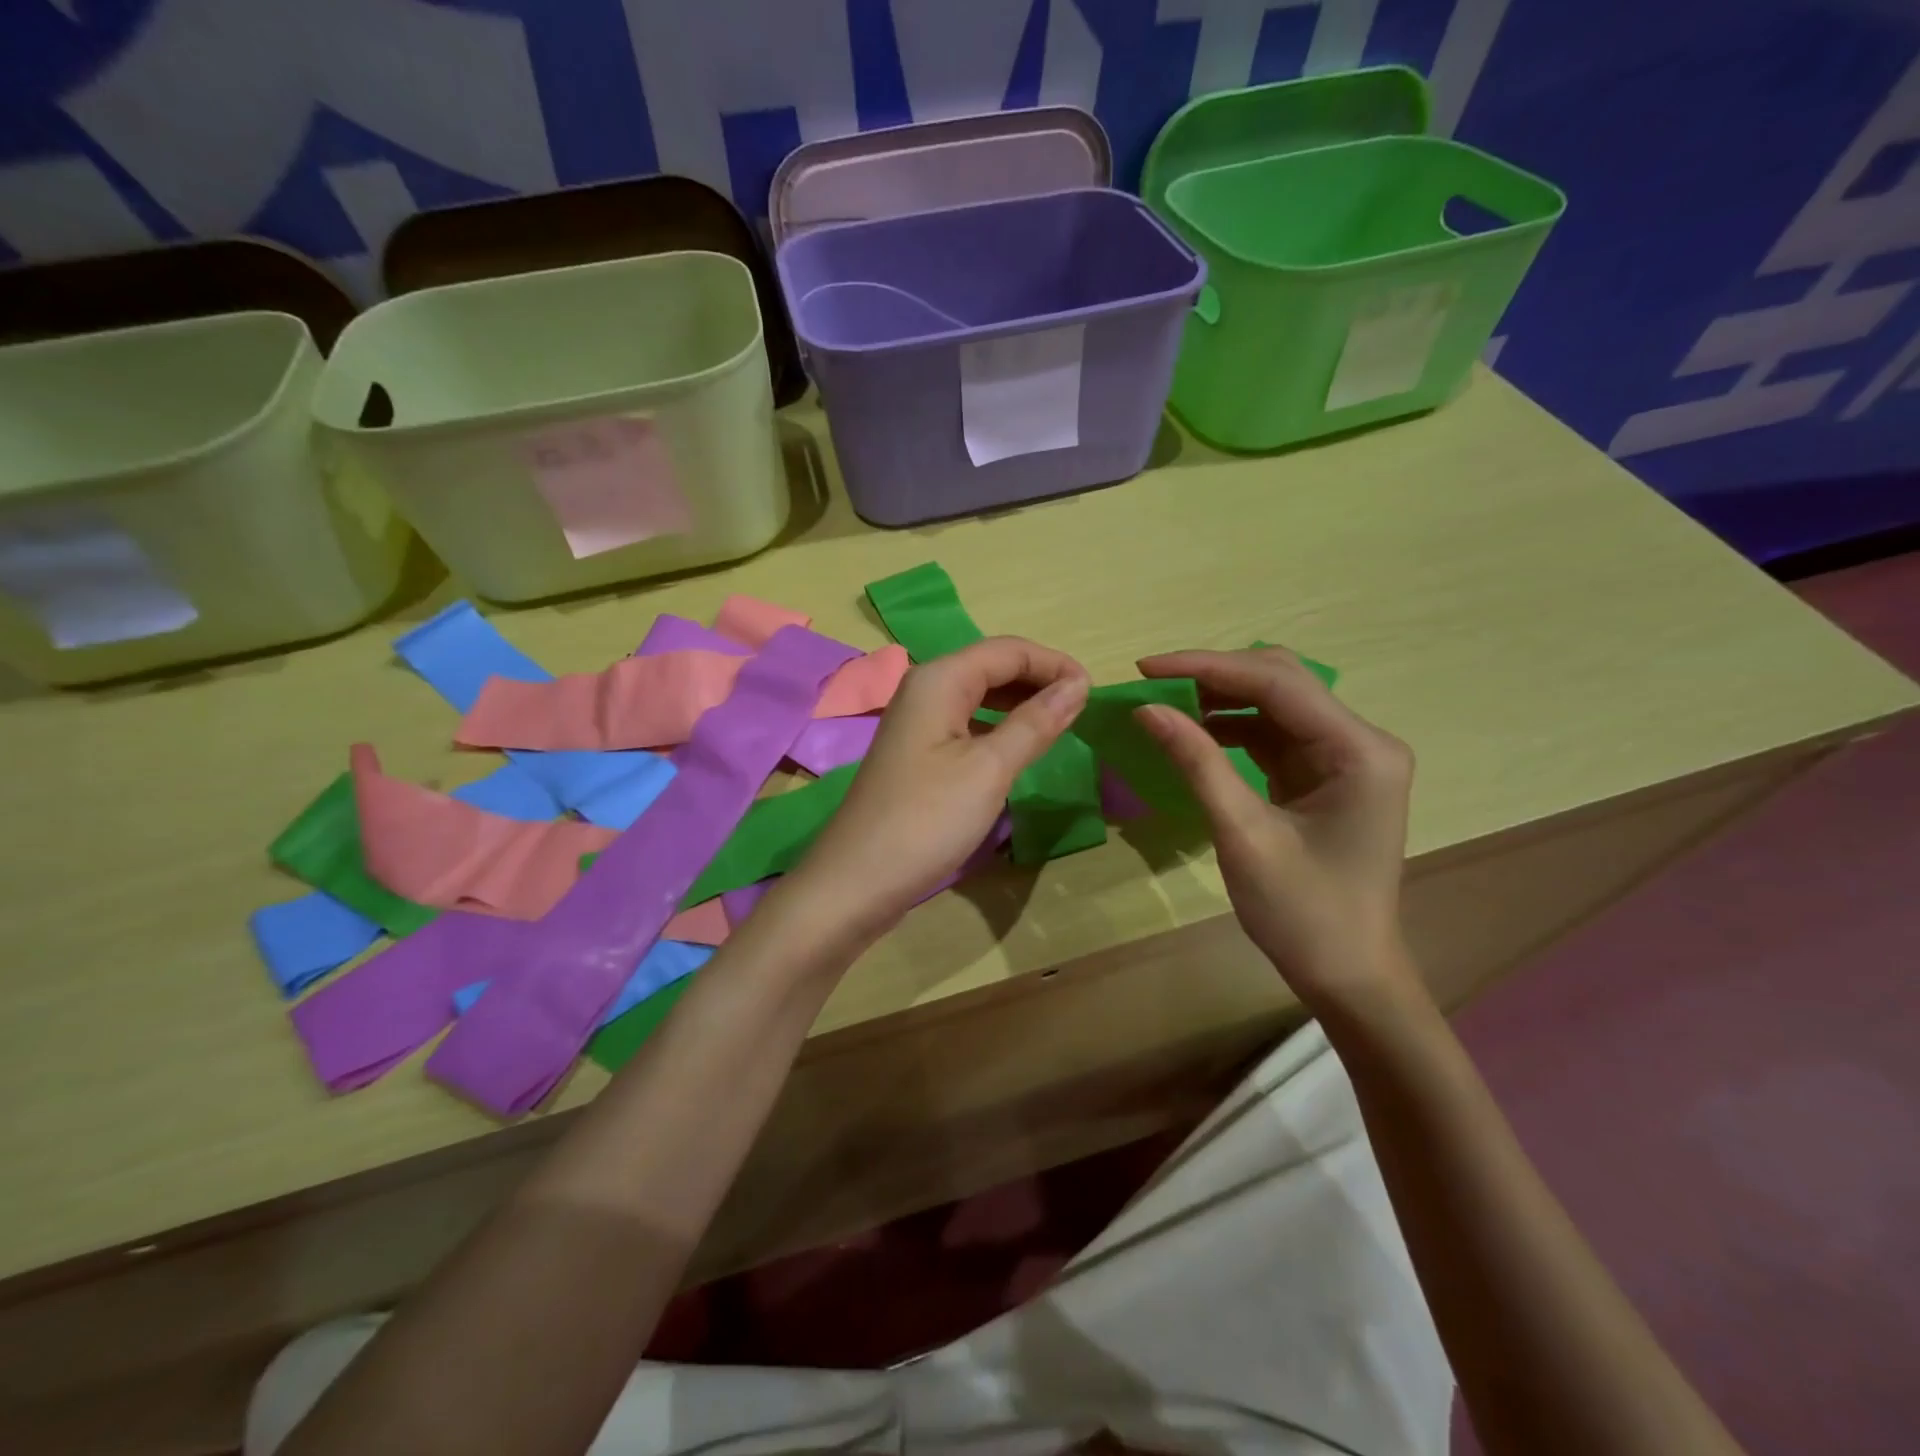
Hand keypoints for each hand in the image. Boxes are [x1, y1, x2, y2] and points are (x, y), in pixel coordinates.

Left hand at [791, 636, 1089, 941]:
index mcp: (939, 679)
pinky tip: (1017, 748)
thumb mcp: (990, 769)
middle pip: (991, 666)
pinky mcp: (916, 752)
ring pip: (978, 695)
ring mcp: (917, 722)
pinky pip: (966, 722)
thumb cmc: (927, 820)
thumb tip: (1078, 684)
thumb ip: (1035, 722)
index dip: (1054, 663)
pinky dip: (998, 727)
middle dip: (1038, 679)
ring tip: (1058, 724)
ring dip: (1020, 703)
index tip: (1094, 691)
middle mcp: (924, 689)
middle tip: (1081, 709)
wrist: (857, 880)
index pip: (1008, 650)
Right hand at [1133, 647, 1420, 1015]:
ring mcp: (1345, 756)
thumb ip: (1197, 763)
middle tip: (1152, 684)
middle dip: (1214, 676)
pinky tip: (1194, 732)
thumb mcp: (1242, 835)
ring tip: (1163, 704)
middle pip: (1281, 681)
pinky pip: (1273, 734)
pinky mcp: (1326, 773)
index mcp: (1358, 750)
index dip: (1207, 667)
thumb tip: (1146, 710)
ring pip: (1274, 704)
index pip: (1277, 683)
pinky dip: (1231, 728)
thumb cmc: (1303, 913)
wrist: (1348, 974)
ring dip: (1220, 700)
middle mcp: (1361, 740)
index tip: (1146, 667)